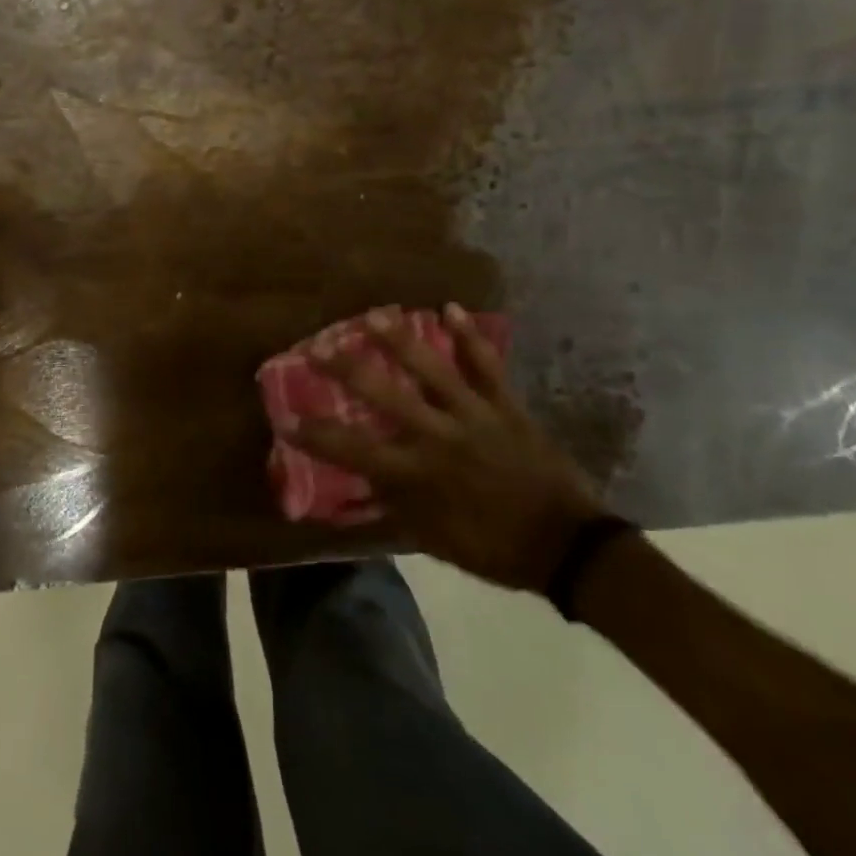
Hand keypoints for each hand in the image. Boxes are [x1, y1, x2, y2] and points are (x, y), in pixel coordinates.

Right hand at [295, 303, 604, 593]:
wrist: (568, 546)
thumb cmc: (496, 548)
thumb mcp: (436, 541)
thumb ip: (395, 510)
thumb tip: (358, 489)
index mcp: (419, 474)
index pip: (355, 451)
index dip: (317, 435)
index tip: (287, 419)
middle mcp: (439, 437)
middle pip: (385, 396)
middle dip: (347, 369)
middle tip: (317, 346)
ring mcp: (474, 415)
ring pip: (432, 370)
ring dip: (401, 340)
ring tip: (374, 315)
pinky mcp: (505, 405)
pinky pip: (485, 365)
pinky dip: (469, 337)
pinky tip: (450, 308)